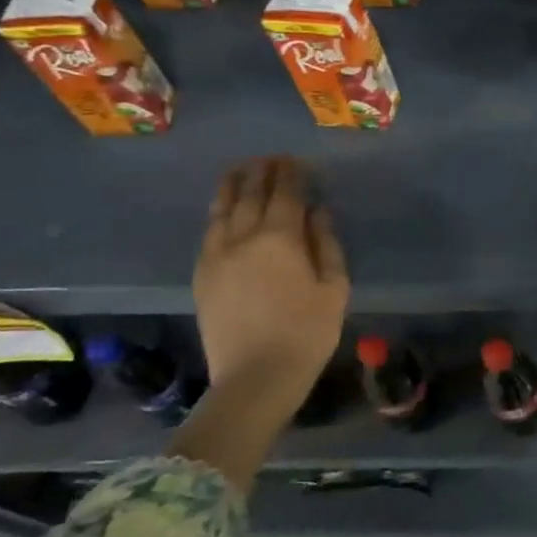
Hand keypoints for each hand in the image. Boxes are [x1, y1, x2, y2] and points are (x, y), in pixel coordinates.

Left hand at [193, 156, 348, 413]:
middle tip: (271, 159)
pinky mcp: (202, 275)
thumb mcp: (334, 288)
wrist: (254, 377)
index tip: (297, 161)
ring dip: (233, 186)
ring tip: (241, 171)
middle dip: (262, 172)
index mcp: (279, 238)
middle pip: (249, 194)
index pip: (284, 193)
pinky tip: (225, 211)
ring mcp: (216, 256)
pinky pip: (209, 232)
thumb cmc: (307, 332)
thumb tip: (317, 212)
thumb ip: (326, 244)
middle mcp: (242, 238)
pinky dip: (219, 213)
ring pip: (222, 209)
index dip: (291, 173)